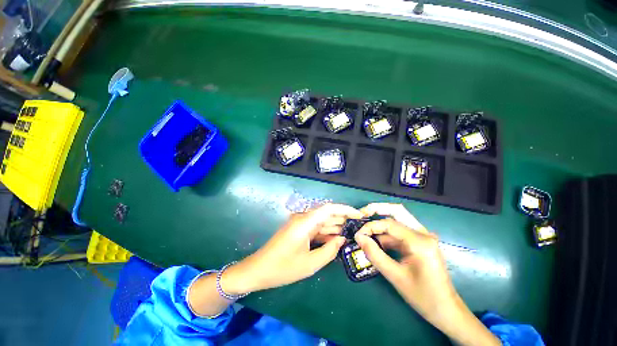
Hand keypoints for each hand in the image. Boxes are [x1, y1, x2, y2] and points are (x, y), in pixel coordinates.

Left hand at [223, 203, 362, 293]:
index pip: (329, 208)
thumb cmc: (283, 268)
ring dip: (334, 226)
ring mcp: (299, 223)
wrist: (258, 270)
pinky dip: (325, 233)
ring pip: (321, 221)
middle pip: (326, 214)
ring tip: (350, 233)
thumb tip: (342, 239)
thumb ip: (329, 250)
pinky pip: (315, 228)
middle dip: (342, 219)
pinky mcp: (298, 230)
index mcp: (305, 222)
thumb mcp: (310, 263)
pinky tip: (335, 239)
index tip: (358, 215)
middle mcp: (303, 218)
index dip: (345, 209)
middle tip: (358, 228)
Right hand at [355, 203, 499, 345]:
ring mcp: (422, 236)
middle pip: (396, 210)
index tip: (358, 235)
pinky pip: (400, 230)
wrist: (447, 310)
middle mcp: (423, 233)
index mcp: (420, 241)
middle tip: (361, 214)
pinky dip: (386, 233)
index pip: (389, 223)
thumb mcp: (395, 276)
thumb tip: (358, 237)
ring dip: (380, 222)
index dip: (370, 226)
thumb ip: (374, 254)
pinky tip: (376, 242)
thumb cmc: (424, 297)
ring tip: (365, 230)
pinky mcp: (420, 241)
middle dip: (376, 209)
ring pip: (398, 218)